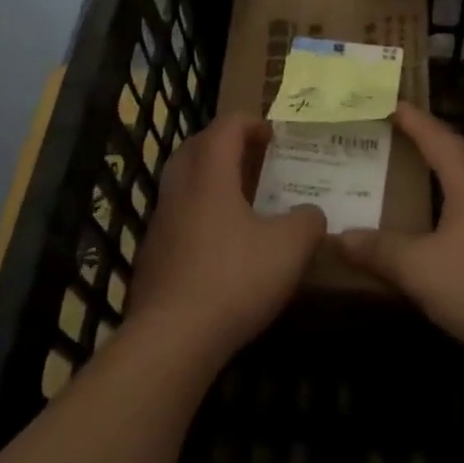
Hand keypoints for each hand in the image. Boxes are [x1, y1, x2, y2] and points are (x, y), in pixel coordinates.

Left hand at [129, 113, 326, 365]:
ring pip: (182, 183)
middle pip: (195, 148)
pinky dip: (198, 214)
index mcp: (210, 176)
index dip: (250, 123)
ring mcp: (160, 224)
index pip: (225, 127)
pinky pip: (177, 218)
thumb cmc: (234, 279)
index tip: (273, 135)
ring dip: (209, 179)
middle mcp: (179, 190)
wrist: (171, 339)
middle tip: (252, 156)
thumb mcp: (289, 248)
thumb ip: (308, 222)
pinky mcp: (152, 257)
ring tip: (240, 198)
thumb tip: (311, 214)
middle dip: (224, 144)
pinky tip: (220, 243)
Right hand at [338, 103, 463, 364]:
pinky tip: (440, 220)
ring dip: (441, 170)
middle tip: (394, 133)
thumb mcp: (419, 268)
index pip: (436, 136)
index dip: (412, 119)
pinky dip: (451, 199)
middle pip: (456, 152)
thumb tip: (342, 237)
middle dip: (425, 140)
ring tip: (412, 170)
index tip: (389, 102)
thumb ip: (380, 250)